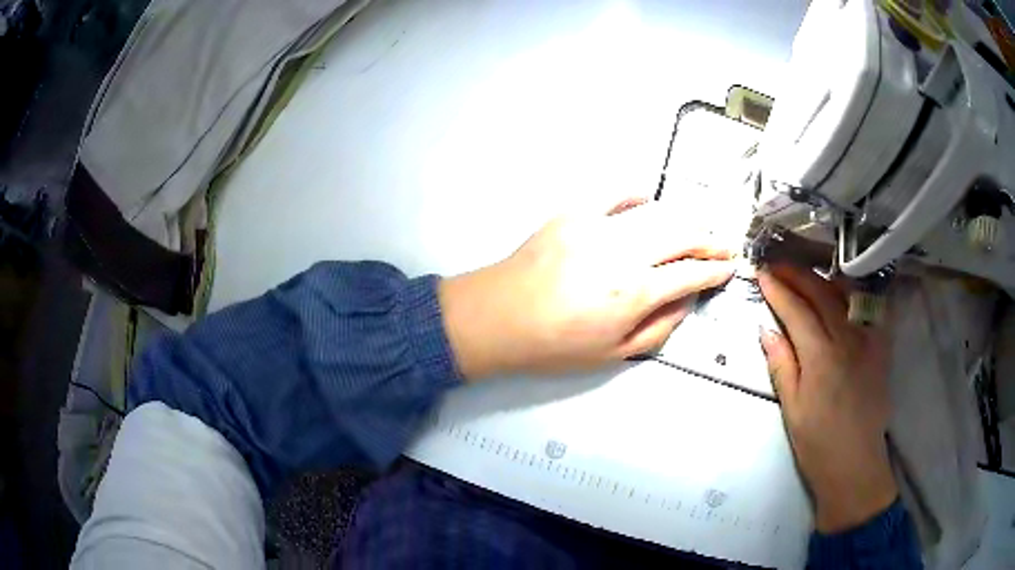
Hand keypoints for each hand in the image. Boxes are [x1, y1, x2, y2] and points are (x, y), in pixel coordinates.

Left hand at [440, 198, 735, 379]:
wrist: (497, 318)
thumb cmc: (553, 345)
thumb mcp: (612, 353)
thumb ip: (658, 326)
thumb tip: (686, 300)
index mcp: (633, 292)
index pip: (690, 274)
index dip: (716, 271)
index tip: (730, 268)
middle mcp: (622, 252)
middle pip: (681, 234)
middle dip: (710, 240)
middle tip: (725, 245)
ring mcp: (596, 226)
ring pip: (655, 213)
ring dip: (683, 219)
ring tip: (697, 228)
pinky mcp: (572, 213)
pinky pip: (612, 194)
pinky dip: (634, 194)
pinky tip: (647, 199)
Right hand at [757, 264, 896, 533]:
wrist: (856, 464)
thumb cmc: (818, 444)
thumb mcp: (792, 409)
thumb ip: (781, 365)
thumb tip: (766, 329)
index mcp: (822, 358)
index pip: (797, 311)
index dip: (778, 290)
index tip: (762, 274)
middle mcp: (848, 339)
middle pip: (821, 293)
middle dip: (798, 274)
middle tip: (778, 266)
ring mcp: (869, 340)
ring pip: (846, 293)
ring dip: (823, 278)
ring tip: (806, 274)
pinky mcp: (881, 346)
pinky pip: (868, 308)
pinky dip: (851, 293)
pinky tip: (841, 292)